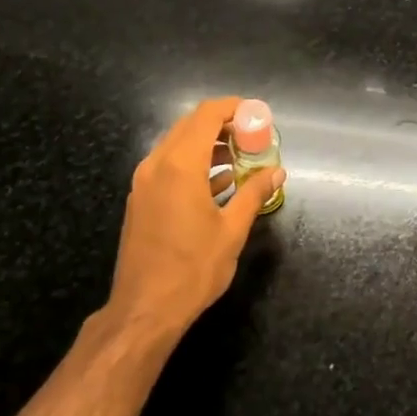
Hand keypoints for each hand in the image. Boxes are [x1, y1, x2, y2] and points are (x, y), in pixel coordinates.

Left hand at [108, 97, 284, 336]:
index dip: (233, 107)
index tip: (257, 114)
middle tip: (252, 136)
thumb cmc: (193, 269)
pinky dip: (192, 163)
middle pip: (190, 125)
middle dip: (222, 124)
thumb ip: (254, 194)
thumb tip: (276, 172)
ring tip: (240, 158)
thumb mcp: (232, 230)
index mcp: (180, 165)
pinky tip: (218, 181)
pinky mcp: (140, 199)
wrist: (145, 308)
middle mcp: (157, 164)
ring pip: (177, 145)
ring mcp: (144, 181)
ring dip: (207, 144)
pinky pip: (168, 166)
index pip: (206, 115)